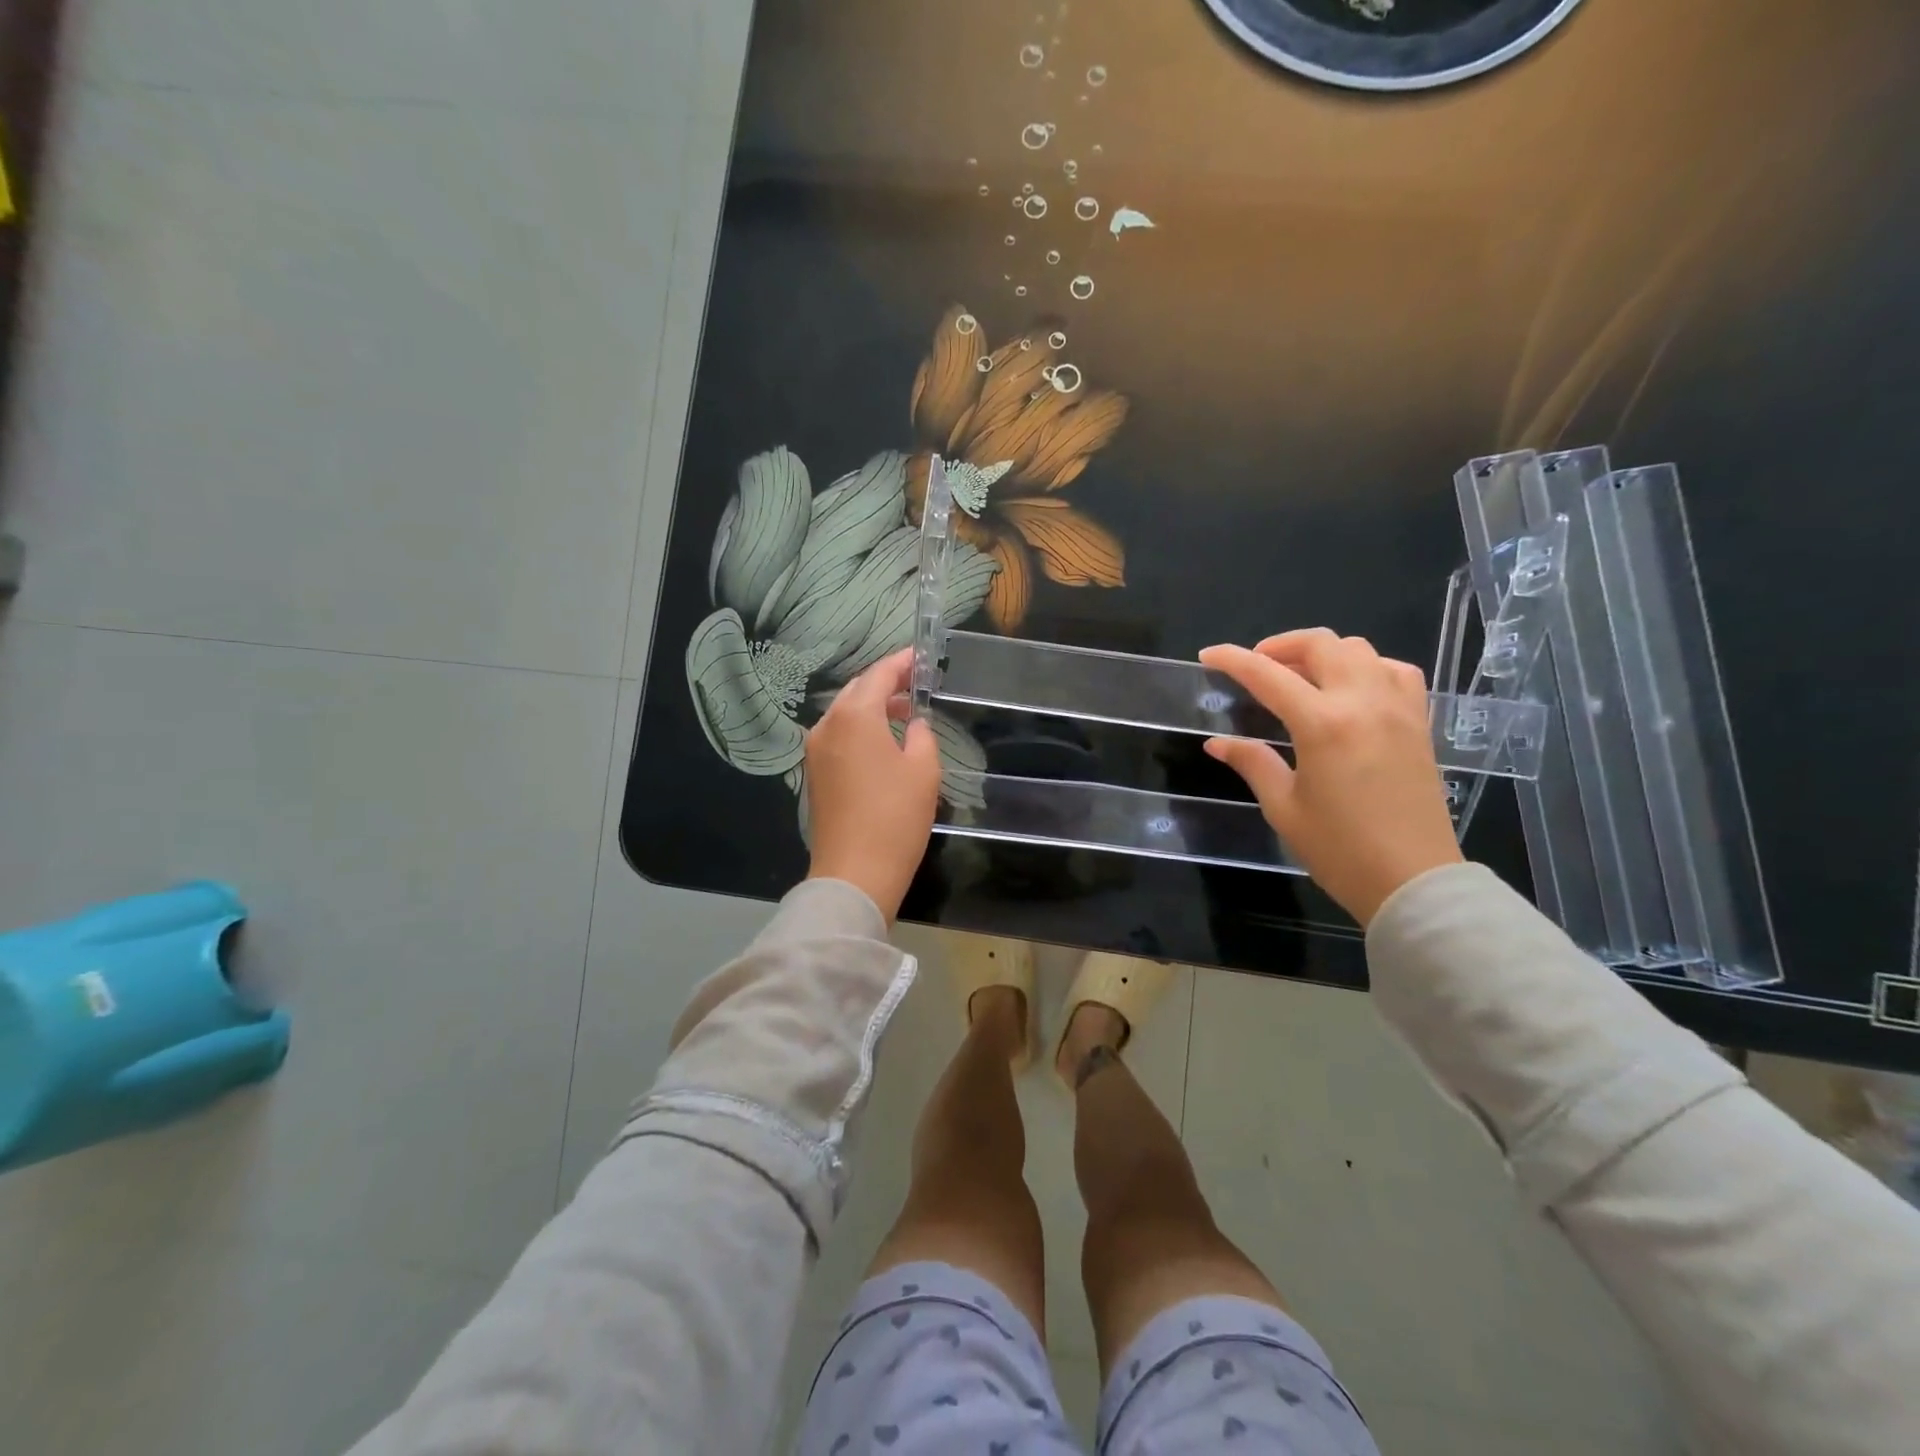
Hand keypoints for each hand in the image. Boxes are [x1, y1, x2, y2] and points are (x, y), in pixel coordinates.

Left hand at [804, 648, 941, 920]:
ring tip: (905, 712)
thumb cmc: (895, 817)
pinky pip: (838, 736)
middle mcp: (827, 725)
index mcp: (854, 716)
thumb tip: (913, 724)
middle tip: (916, 683)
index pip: (879, 674)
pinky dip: (860, 729)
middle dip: (885, 683)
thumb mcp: (924, 770)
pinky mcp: (814, 773)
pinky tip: (883, 741)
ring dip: (872, 707)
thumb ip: (922, 734)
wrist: (855, 873)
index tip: (922, 656)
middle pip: (857, 690)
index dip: (902, 662)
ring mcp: (815, 750)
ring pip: (845, 714)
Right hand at [1198, 629, 1462, 926]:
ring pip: (1359, 650)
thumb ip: (1252, 763)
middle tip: (1257, 666)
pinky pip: (1396, 671)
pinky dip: (1367, 667)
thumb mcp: (1283, 806)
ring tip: (1301, 676)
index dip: (1233, 660)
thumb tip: (1217, 742)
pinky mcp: (1419, 723)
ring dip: (1323, 653)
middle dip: (1280, 646)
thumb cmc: (1339, 849)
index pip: (1267, 675)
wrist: (1413, 880)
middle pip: (1321, 644)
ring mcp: (1398, 709)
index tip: (1209, 655)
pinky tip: (1351, 689)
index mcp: (1322, 724)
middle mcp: (1363, 702)